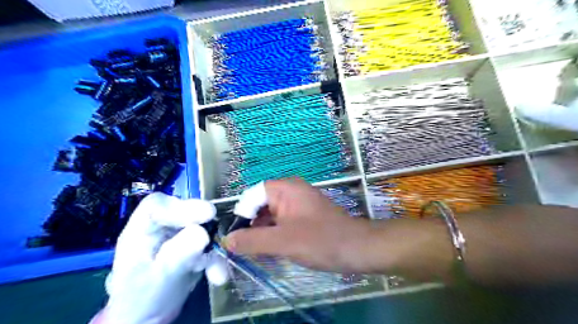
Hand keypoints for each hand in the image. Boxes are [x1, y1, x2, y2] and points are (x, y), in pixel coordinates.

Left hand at [95, 193, 227, 323]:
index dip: (182, 207)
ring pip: (202, 228)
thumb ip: (178, 254)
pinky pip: (210, 244)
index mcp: (141, 231)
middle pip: (185, 212)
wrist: (148, 318)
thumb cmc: (142, 299)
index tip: (207, 215)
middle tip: (222, 232)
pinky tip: (218, 276)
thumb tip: (202, 232)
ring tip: (217, 272)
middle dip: (205, 224)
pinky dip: (217, 259)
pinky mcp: (193, 246)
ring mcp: (179, 236)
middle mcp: (161, 228)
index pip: (157, 206)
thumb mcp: (160, 277)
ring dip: (214, 247)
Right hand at [222, 179, 374, 273]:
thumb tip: (227, 240)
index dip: (242, 214)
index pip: (252, 195)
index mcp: (285, 188)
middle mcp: (291, 191)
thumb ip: (252, 240)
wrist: (357, 248)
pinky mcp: (304, 216)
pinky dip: (274, 235)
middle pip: (260, 205)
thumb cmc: (320, 240)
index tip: (236, 237)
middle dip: (251, 226)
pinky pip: (282, 222)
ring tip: (257, 252)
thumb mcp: (282, 241)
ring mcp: (298, 203)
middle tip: (244, 248)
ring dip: (262, 232)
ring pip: (271, 215)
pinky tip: (272, 250)